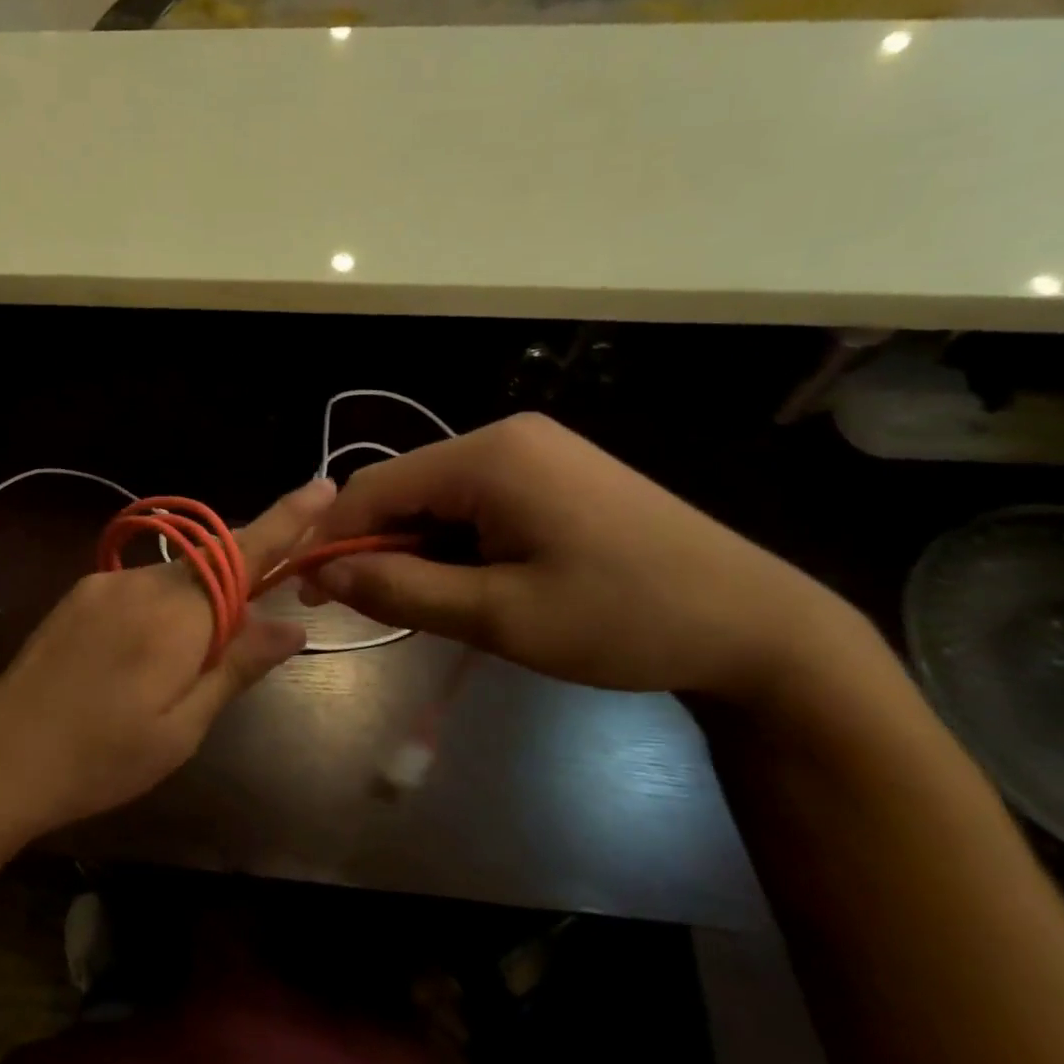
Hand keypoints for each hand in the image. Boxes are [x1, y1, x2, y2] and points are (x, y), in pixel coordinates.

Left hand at [0, 477, 336, 843]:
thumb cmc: (102, 757)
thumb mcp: (183, 728)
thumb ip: (237, 666)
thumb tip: (292, 626)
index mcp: (178, 614)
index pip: (246, 553)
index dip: (287, 519)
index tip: (324, 486)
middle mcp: (144, 582)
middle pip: (214, 565)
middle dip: (241, 586)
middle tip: (242, 644)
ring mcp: (106, 584)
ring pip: (176, 579)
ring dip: (197, 605)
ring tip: (176, 673)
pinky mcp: (80, 594)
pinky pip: (142, 588)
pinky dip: (163, 609)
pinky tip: (141, 658)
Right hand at [302, 413, 861, 704]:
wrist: (756, 626)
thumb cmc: (623, 620)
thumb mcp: (500, 616)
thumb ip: (402, 591)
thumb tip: (323, 574)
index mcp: (489, 457)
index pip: (374, 488)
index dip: (331, 539)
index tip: (307, 593)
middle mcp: (505, 437)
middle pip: (405, 490)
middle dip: (376, 548)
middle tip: (368, 611)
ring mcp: (533, 452)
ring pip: (437, 500)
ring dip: (417, 551)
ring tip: (430, 607)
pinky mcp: (552, 474)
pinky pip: (474, 503)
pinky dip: (454, 544)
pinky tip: (471, 583)